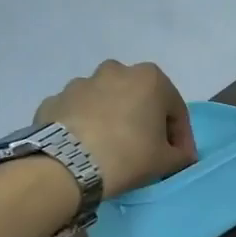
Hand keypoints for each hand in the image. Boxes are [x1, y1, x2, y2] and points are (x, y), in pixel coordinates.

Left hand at [35, 60, 197, 198]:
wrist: (69, 165)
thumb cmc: (129, 156)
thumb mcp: (167, 161)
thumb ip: (181, 155)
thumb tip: (181, 154)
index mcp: (150, 79)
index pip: (176, 110)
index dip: (180, 137)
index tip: (179, 158)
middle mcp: (116, 71)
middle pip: (139, 99)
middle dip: (145, 121)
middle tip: (145, 149)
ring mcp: (81, 83)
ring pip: (106, 101)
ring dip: (113, 119)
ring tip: (111, 148)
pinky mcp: (55, 99)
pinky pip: (78, 112)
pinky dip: (84, 125)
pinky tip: (85, 147)